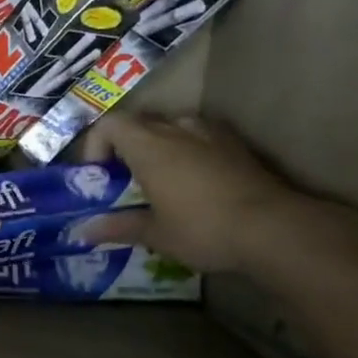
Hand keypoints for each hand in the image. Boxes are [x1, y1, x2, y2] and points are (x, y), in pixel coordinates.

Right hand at [80, 114, 345, 272]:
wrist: (273, 228)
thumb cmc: (203, 228)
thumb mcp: (156, 234)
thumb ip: (118, 227)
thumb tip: (84, 232)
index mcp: (148, 146)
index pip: (109, 125)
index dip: (96, 145)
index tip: (100, 175)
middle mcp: (175, 129)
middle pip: (139, 123)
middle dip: (126, 148)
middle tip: (127, 180)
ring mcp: (210, 133)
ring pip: (172, 127)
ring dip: (159, 146)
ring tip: (163, 179)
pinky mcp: (236, 144)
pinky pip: (201, 137)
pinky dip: (189, 151)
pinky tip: (198, 182)